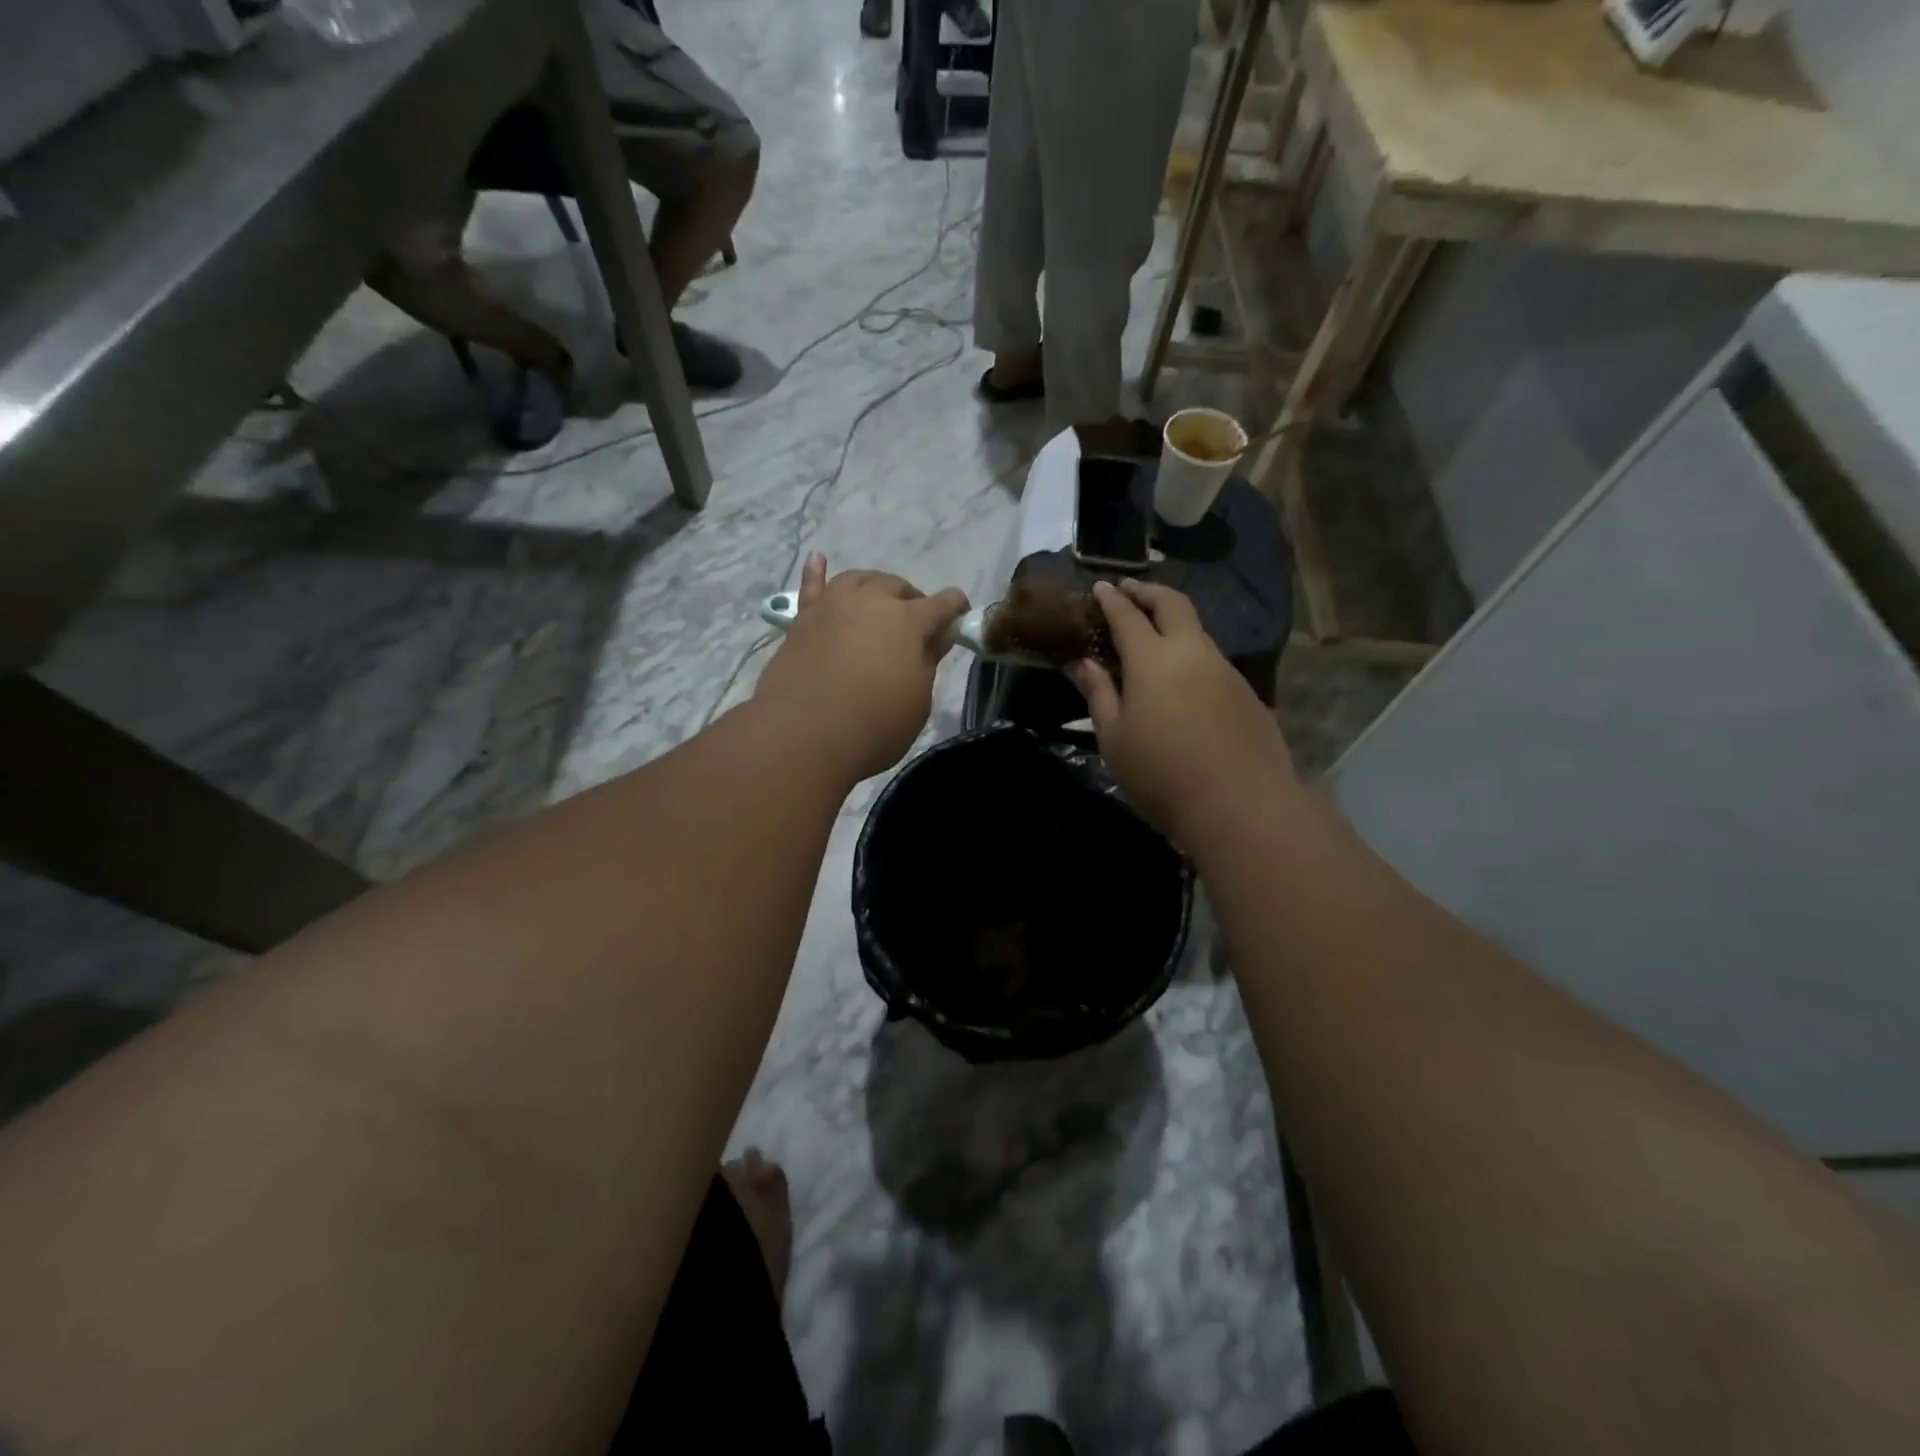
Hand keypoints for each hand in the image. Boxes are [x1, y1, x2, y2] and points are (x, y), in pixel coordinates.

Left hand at [755, 554, 969, 781]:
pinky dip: (816, 572)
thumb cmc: (874, 724)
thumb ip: (927, 664)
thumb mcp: (918, 702)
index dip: (956, 609)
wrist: (804, 734)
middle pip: (897, 586)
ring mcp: (833, 606)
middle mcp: (872, 601)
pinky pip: (811, 587)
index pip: (943, 604)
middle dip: (912, 599)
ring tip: (879, 600)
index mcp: (909, 621)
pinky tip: (818, 558)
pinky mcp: (802, 620)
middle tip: (915, 624)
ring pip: (858, 579)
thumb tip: (932, 641)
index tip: (961, 619)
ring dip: (874, 586)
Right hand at [1069, 579, 1298, 843]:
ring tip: (1154, 635)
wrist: (1241, 804)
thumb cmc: (1162, 773)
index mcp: (1152, 659)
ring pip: (1197, 630)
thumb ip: (1099, 693)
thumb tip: (1082, 662)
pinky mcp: (1247, 692)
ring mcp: (1225, 669)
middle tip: (1130, 590)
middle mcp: (1192, 652)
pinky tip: (1184, 680)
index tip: (1100, 587)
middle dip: (1148, 591)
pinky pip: (1213, 660)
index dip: (1111, 599)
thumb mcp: (1114, 738)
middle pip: (1172, 603)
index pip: (1127, 615)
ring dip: (1173, 622)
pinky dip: (1192, 654)